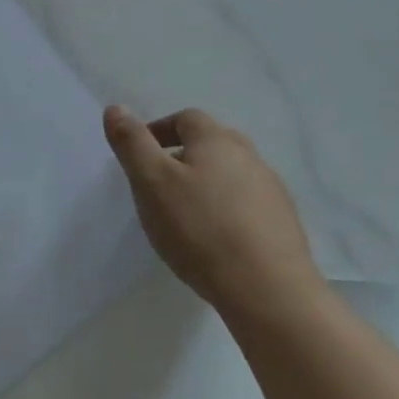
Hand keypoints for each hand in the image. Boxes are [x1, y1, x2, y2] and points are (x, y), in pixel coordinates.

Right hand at [104, 106, 325, 318]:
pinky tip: (214, 240)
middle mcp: (249, 156)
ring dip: (206, 185)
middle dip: (183, 156)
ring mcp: (271, 190)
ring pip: (230, 175)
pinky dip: (226, 211)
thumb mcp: (151, 182)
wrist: (269, 290)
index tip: (139, 157)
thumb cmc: (200, 229)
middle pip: (211, 144)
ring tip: (185, 216)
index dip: (158, 131)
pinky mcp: (283, 223)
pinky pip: (247, 205)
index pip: (184, 118)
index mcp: (216, 140)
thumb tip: (115, 108)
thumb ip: (131, 143)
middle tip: (158, 186)